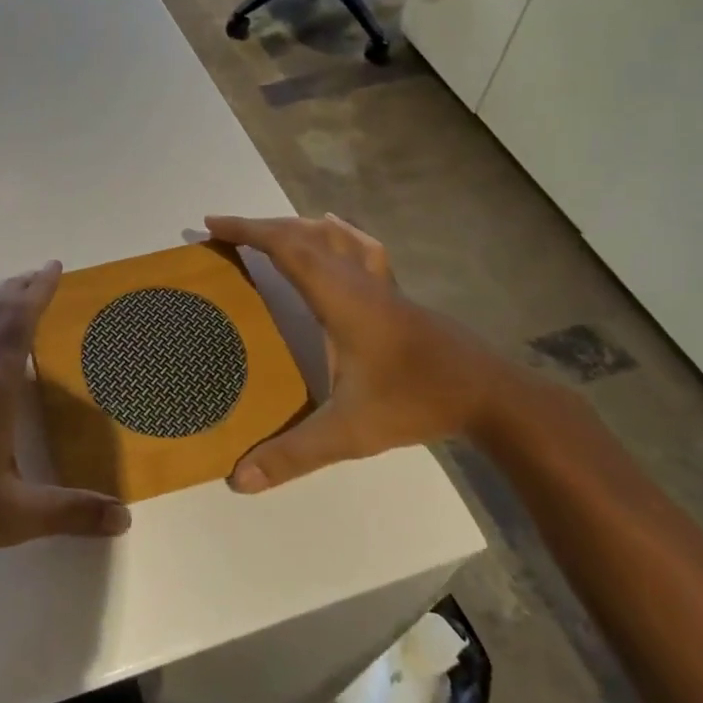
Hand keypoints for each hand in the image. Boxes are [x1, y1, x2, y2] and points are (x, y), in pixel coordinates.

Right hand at [206, 214, 520, 491]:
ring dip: (294, 226)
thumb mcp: (349, 432)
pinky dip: (336, 232)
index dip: (246, 229)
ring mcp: (380, 283)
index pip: (286, 246)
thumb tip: (237, 479)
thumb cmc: (414, 401)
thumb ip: (293, 454)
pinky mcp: (396, 293)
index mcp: (338, 296)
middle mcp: (355, 278)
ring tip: (269, 231)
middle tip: (226, 230)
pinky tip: (335, 228)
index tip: (212, 223)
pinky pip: (359, 247)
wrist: (491, 395)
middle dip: (260, 226)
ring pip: (332, 234)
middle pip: (303, 234)